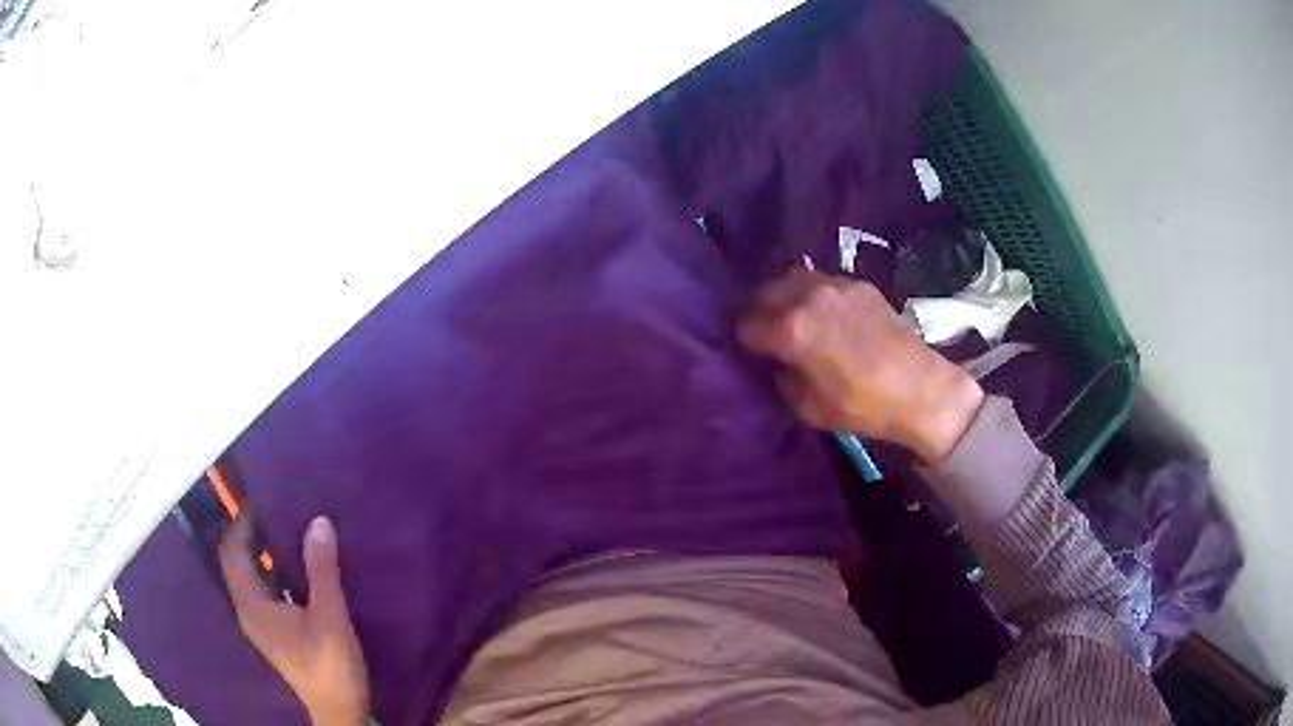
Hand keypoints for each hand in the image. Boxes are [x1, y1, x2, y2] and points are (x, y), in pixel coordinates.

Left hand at [219, 515, 369, 725]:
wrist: (339, 711)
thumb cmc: (329, 665)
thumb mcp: (329, 615)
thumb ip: (321, 569)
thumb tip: (317, 520)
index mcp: (252, 604)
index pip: (232, 551)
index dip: (241, 522)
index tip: (262, 497)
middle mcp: (249, 609)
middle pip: (239, 561)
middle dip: (252, 532)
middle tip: (277, 507)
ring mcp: (262, 622)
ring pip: (254, 576)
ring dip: (265, 551)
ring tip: (289, 528)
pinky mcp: (277, 631)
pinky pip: (268, 589)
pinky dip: (277, 571)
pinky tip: (300, 566)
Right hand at [739, 268, 983, 462]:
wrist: (920, 389)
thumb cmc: (863, 406)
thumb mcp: (808, 408)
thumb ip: (781, 379)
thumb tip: (775, 362)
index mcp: (790, 329)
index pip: (745, 324)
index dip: (744, 341)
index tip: (750, 352)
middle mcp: (806, 296)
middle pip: (762, 291)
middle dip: (756, 311)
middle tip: (764, 332)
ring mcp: (834, 284)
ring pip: (790, 277)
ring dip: (781, 294)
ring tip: (788, 315)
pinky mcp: (857, 283)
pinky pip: (820, 280)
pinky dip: (810, 293)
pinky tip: (821, 312)